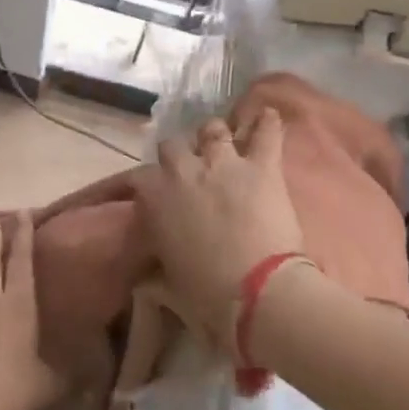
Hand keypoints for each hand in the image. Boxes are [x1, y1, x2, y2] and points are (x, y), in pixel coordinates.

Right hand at [136, 109, 306, 347]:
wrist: (257, 292)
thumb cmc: (206, 295)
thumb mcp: (168, 280)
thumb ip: (155, 265)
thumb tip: (145, 275)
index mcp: (156, 197)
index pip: (140, 177)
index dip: (149, 184)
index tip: (156, 194)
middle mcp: (183, 171)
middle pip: (173, 145)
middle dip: (179, 155)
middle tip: (190, 170)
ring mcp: (223, 163)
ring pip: (213, 130)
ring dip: (216, 136)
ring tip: (224, 143)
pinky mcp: (261, 166)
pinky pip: (265, 132)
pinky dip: (267, 123)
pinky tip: (268, 114)